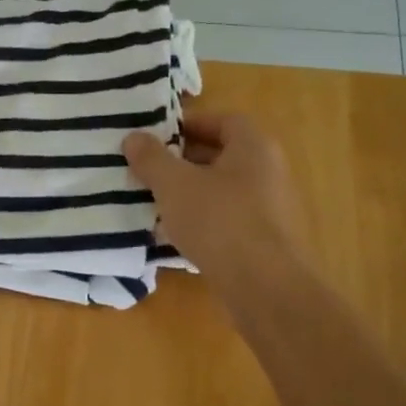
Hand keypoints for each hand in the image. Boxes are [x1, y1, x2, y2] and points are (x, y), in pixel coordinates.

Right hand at [123, 113, 306, 294]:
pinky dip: (205, 220)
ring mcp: (272, 207)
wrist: (263, 285)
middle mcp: (269, 171)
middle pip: (224, 155)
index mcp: (254, 146)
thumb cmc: (219, 221)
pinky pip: (230, 218)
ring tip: (159, 202)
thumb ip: (151, 158)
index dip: (190, 124)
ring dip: (193, 192)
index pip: (224, 120)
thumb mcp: (174, 185)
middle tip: (152, 170)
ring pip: (224, 189)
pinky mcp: (266, 240)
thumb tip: (133, 137)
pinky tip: (180, 235)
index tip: (158, 138)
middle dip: (185, 160)